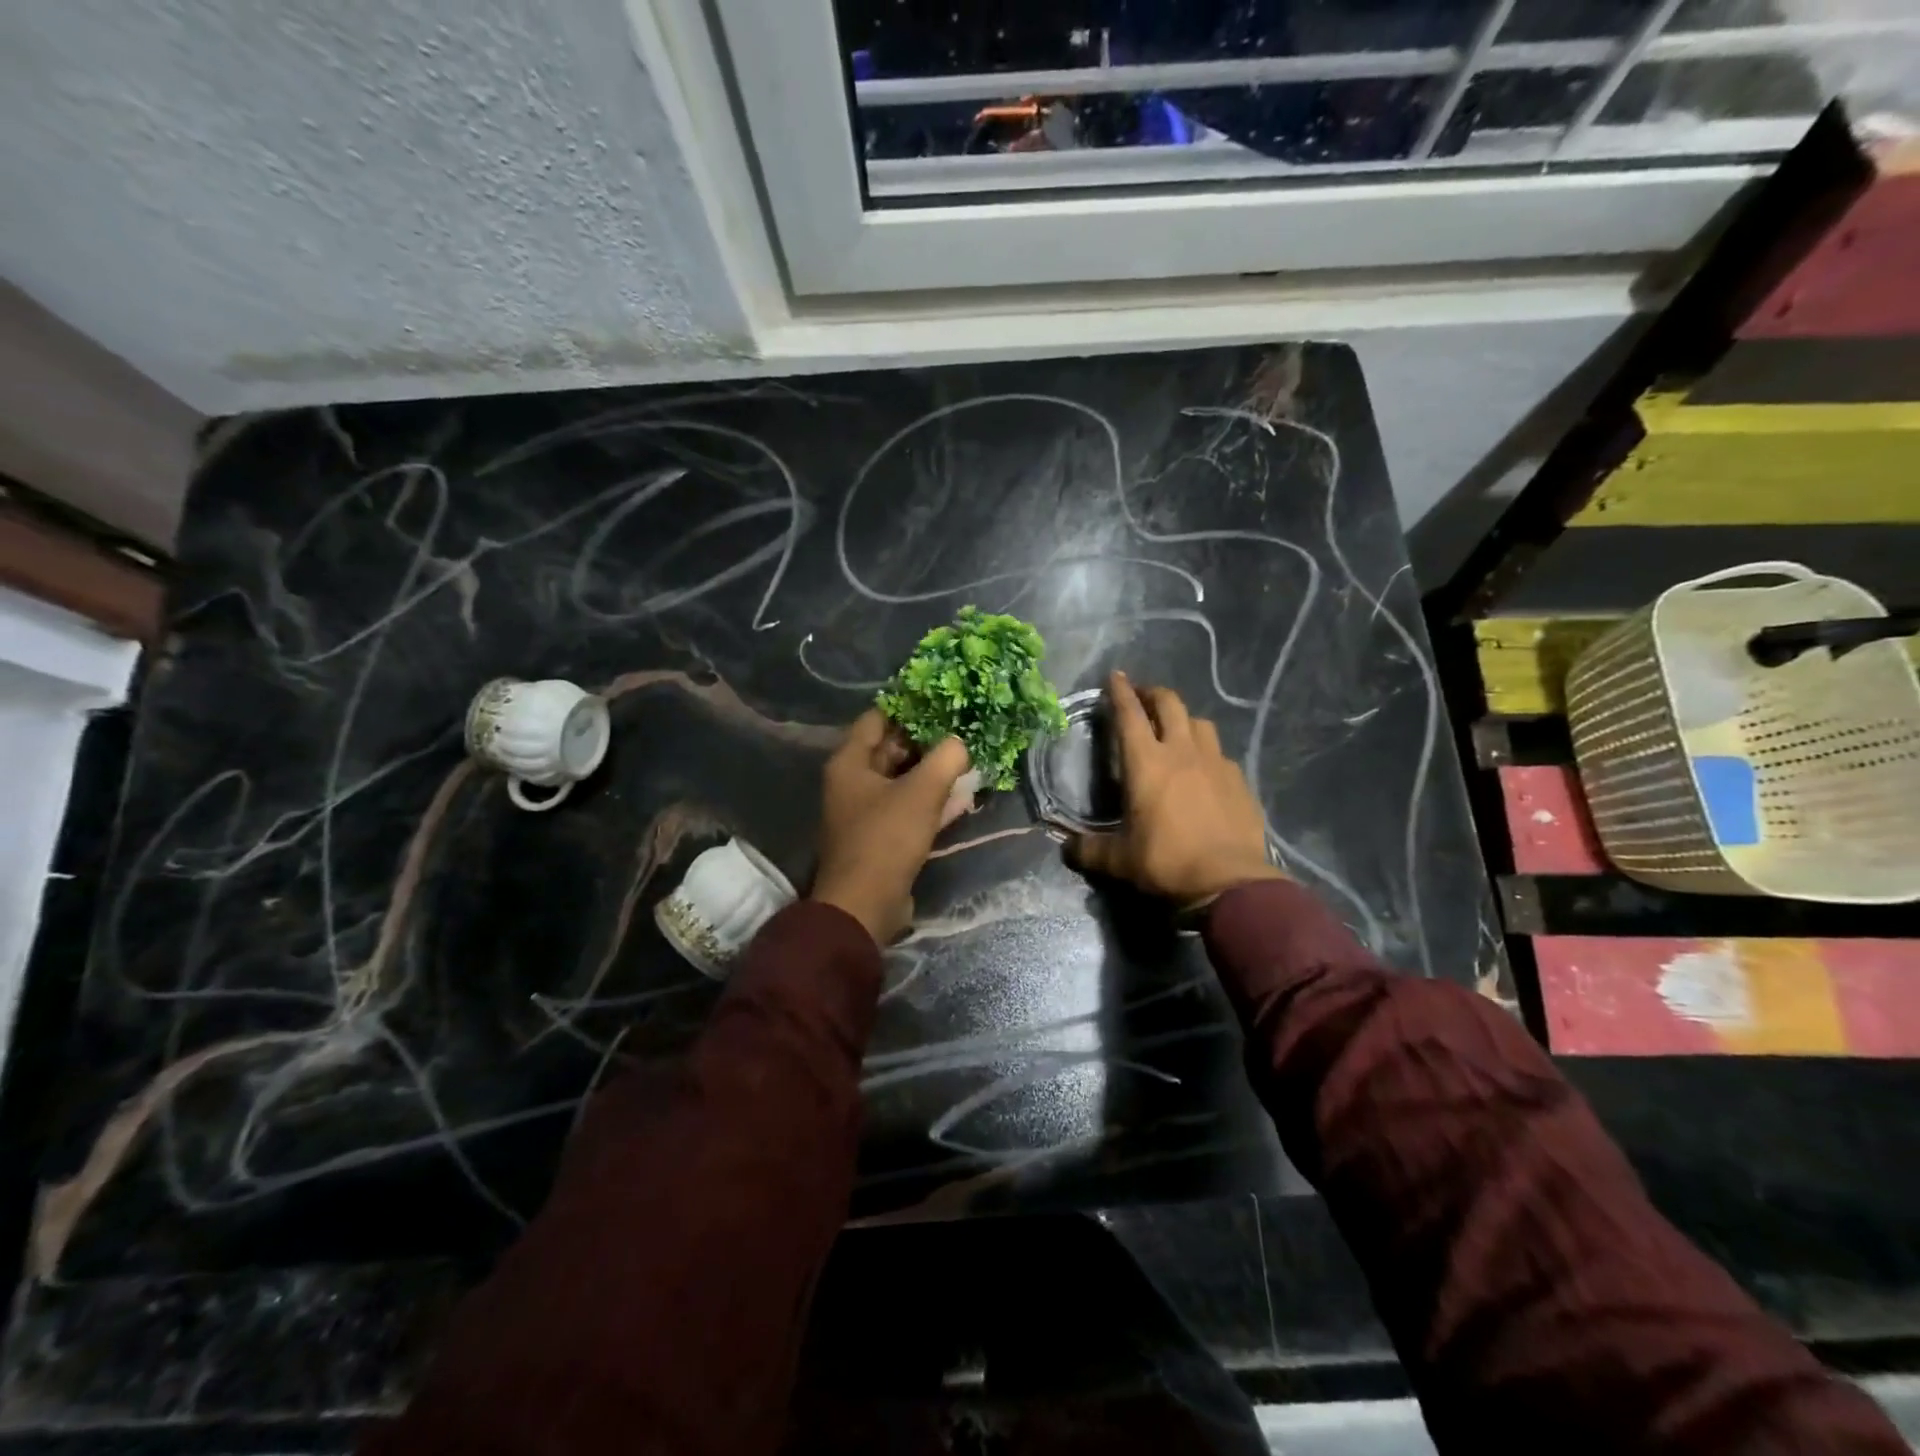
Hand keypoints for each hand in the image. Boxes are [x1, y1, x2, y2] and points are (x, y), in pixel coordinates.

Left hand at [811, 710, 971, 943]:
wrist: (866, 905)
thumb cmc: (886, 838)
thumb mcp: (921, 792)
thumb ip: (946, 759)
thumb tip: (960, 743)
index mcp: (850, 763)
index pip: (877, 719)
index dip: (908, 707)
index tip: (941, 700)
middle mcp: (854, 782)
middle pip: (892, 749)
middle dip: (927, 741)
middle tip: (963, 729)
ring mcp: (868, 812)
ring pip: (904, 781)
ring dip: (934, 773)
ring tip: (970, 760)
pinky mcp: (883, 837)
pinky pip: (910, 809)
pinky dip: (933, 802)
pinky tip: (964, 797)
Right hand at [1068, 671, 1284, 906]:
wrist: (1229, 882)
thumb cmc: (1166, 862)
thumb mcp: (1119, 859)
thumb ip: (1089, 849)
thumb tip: (1066, 848)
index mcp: (1147, 763)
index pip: (1129, 715)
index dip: (1119, 692)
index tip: (1115, 676)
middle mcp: (1182, 752)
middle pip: (1169, 704)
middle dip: (1153, 694)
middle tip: (1142, 697)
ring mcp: (1216, 763)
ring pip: (1200, 723)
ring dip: (1184, 718)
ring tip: (1176, 729)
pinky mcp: (1239, 780)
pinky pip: (1220, 754)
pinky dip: (1207, 752)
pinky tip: (1204, 769)